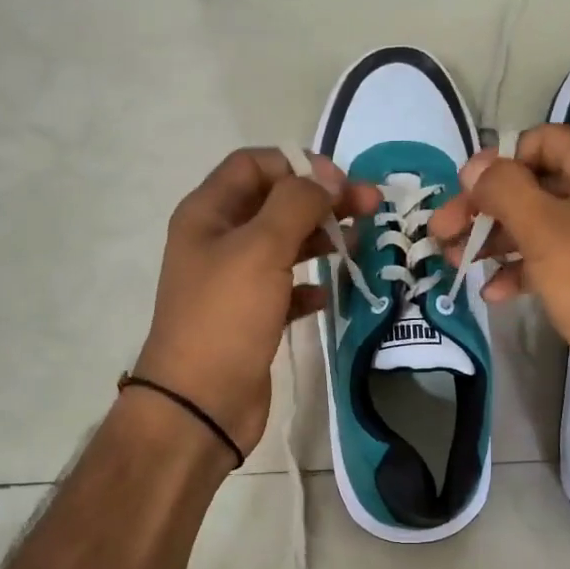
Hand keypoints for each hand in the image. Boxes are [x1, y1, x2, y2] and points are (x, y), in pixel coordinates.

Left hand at [134, 148, 377, 458]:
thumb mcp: (260, 249)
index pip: (254, 165)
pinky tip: (328, 295)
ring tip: (360, 244)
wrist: (200, 404)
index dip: (298, 164)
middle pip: (275, 203)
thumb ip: (296, 204)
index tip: (341, 182)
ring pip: (284, 246)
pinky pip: (285, 290)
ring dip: (320, 239)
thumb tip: (327, 177)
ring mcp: (234, 282)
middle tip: (369, 208)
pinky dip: (309, 286)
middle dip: (321, 200)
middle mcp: (218, 241)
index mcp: (208, 214)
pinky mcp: (251, 318)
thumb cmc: (226, 318)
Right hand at [429, 124, 569, 430]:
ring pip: (536, 226)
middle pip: (532, 186)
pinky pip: (549, 262)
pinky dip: (519, 272)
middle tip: (441, 235)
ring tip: (455, 263)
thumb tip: (475, 165)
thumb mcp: (546, 231)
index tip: (462, 195)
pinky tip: (493, 294)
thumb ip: (505, 190)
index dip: (497, 163)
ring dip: (494, 241)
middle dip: (485, 208)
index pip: (539, 143)